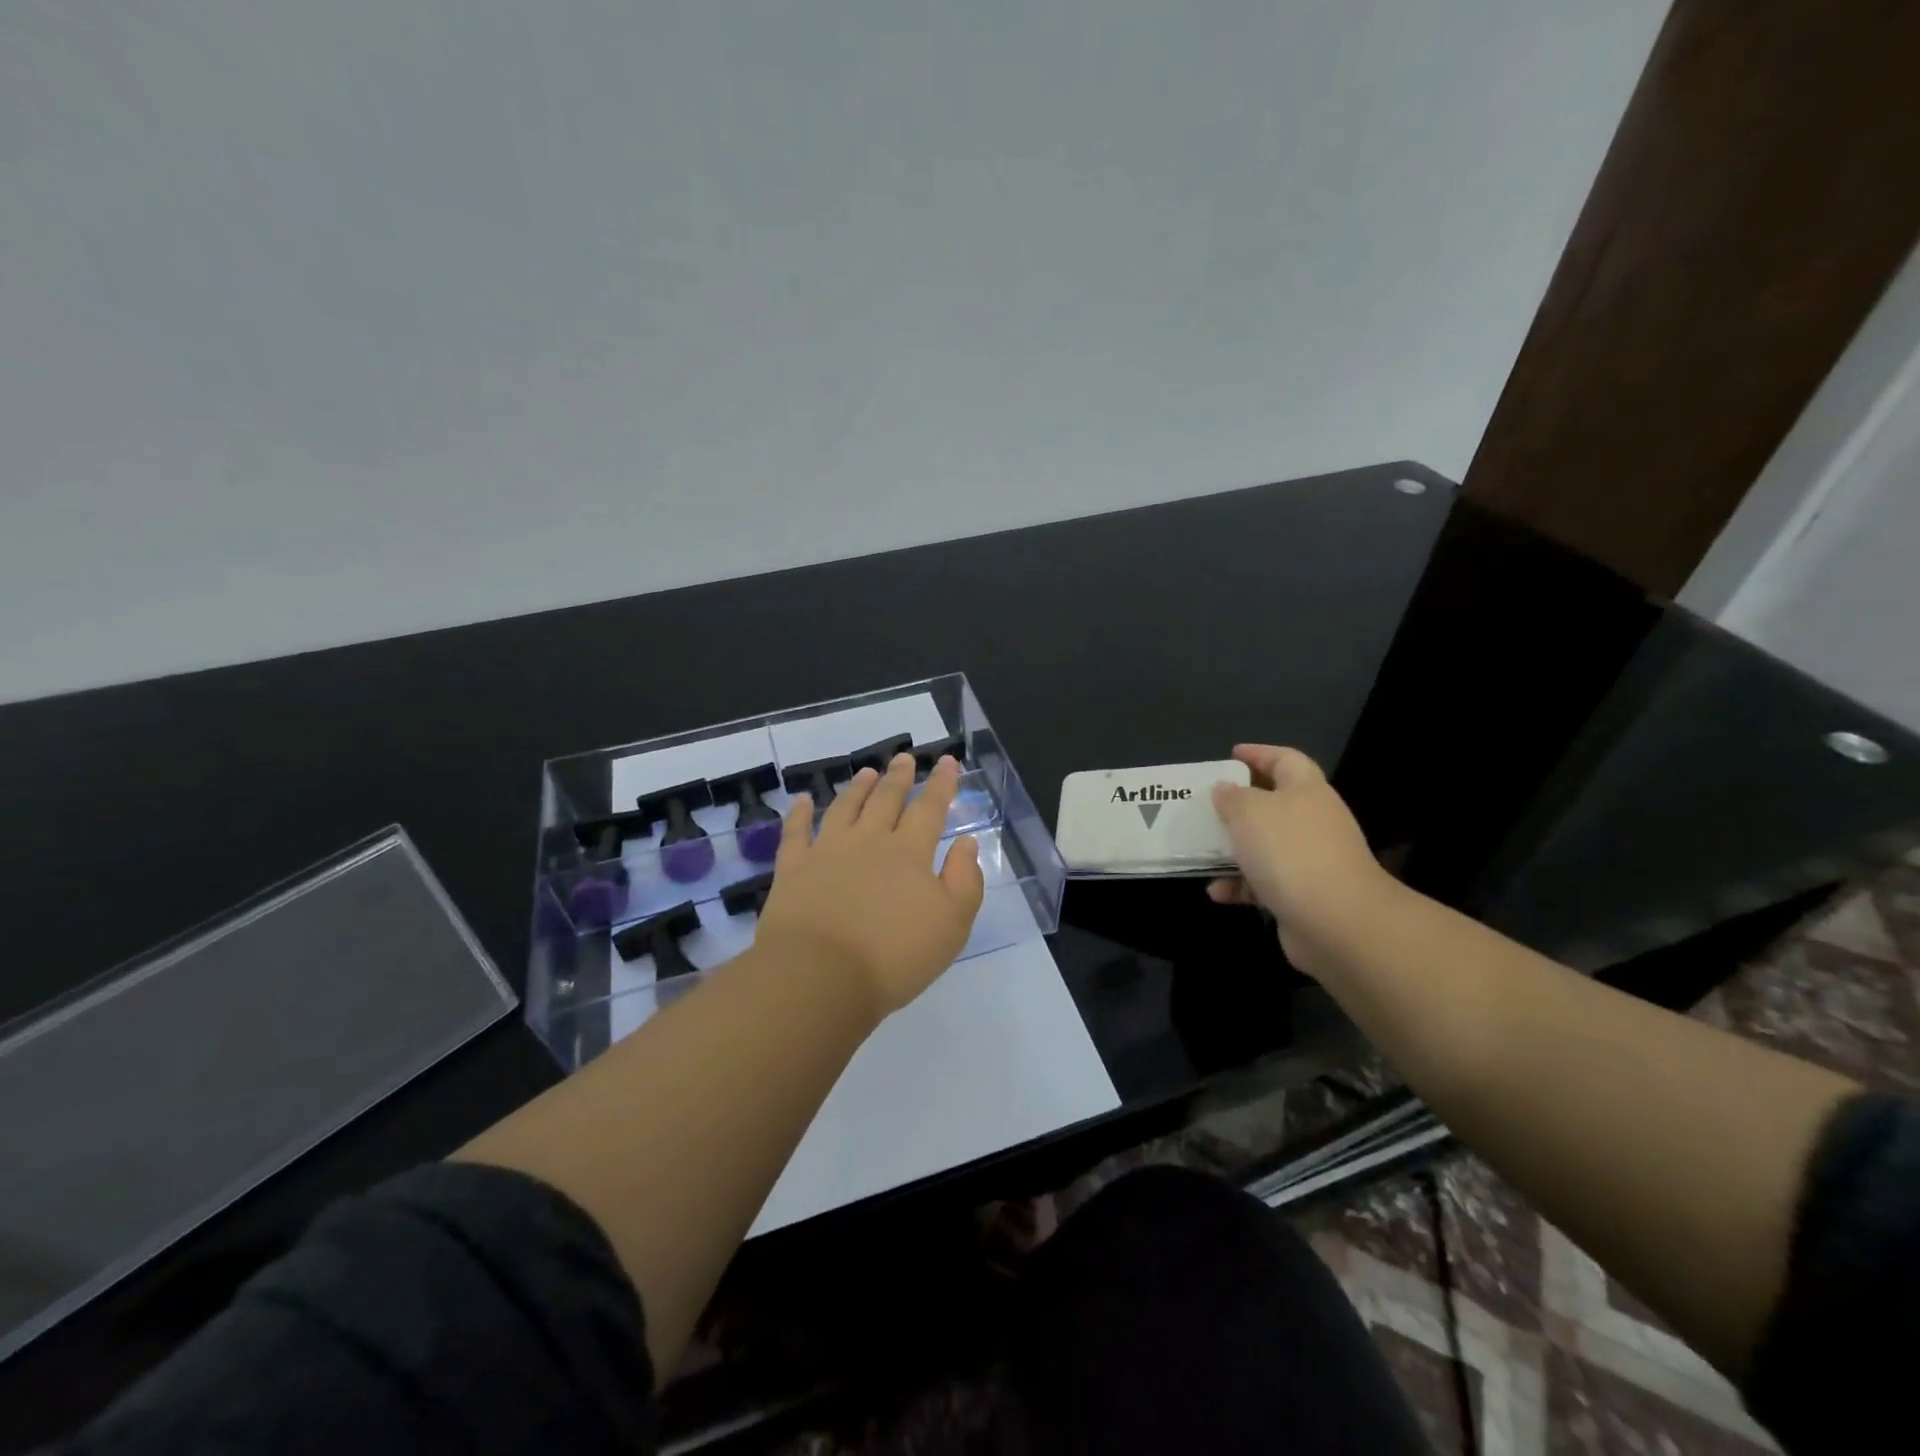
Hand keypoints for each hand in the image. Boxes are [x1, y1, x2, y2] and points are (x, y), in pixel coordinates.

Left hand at [756, 753, 985, 1016]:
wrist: (820, 977)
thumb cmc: (894, 956)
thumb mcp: (951, 925)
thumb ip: (964, 880)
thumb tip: (965, 843)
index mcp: (909, 853)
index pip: (930, 809)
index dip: (941, 784)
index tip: (947, 761)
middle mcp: (869, 841)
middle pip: (886, 800)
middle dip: (899, 777)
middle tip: (904, 758)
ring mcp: (827, 851)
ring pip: (845, 808)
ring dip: (858, 788)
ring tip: (867, 772)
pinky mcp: (793, 869)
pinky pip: (796, 832)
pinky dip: (799, 814)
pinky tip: (802, 801)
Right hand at [1207, 744, 1392, 975]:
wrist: (1336, 920)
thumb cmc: (1290, 851)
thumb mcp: (1249, 811)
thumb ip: (1232, 797)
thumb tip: (1225, 789)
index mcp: (1306, 790)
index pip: (1285, 760)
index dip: (1259, 753)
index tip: (1231, 755)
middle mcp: (1312, 821)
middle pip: (1274, 804)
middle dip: (1239, 806)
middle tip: (1207, 805)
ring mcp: (1310, 860)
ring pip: (1264, 846)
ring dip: (1233, 850)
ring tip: (1201, 852)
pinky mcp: (1302, 895)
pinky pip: (1263, 883)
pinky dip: (1239, 885)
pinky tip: (1216, 892)